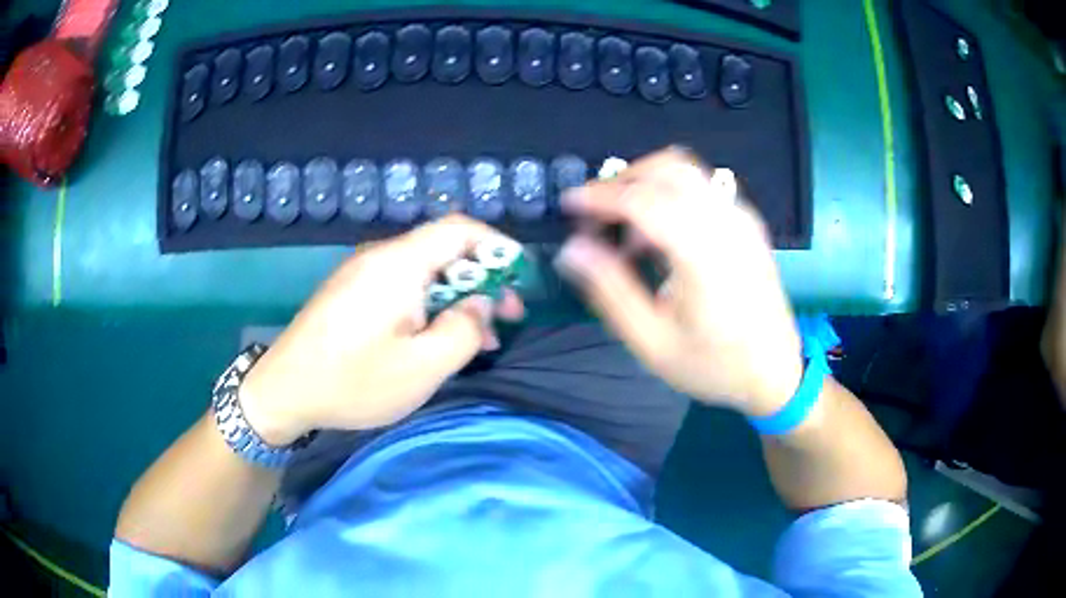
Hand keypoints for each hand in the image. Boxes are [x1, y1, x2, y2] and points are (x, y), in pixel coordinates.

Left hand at [239, 215, 523, 444]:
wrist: (283, 391)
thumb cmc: (353, 381)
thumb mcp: (422, 367)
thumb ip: (464, 330)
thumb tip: (480, 304)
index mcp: (399, 264)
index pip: (459, 229)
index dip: (496, 246)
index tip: (519, 279)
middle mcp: (380, 257)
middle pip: (443, 250)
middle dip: (482, 279)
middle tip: (505, 318)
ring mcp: (362, 274)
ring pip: (424, 272)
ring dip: (456, 297)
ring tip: (478, 338)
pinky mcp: (351, 293)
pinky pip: (401, 287)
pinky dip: (429, 305)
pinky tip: (435, 338)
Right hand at [555, 148, 801, 417]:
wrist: (775, 372)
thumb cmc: (714, 365)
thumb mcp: (653, 342)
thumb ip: (610, 290)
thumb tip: (572, 249)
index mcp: (703, 254)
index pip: (643, 200)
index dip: (599, 196)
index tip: (569, 205)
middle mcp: (727, 223)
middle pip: (668, 167)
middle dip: (623, 180)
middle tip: (596, 214)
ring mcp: (742, 218)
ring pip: (687, 171)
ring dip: (647, 183)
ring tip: (626, 229)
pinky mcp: (748, 222)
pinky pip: (703, 187)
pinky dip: (670, 194)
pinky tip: (660, 234)